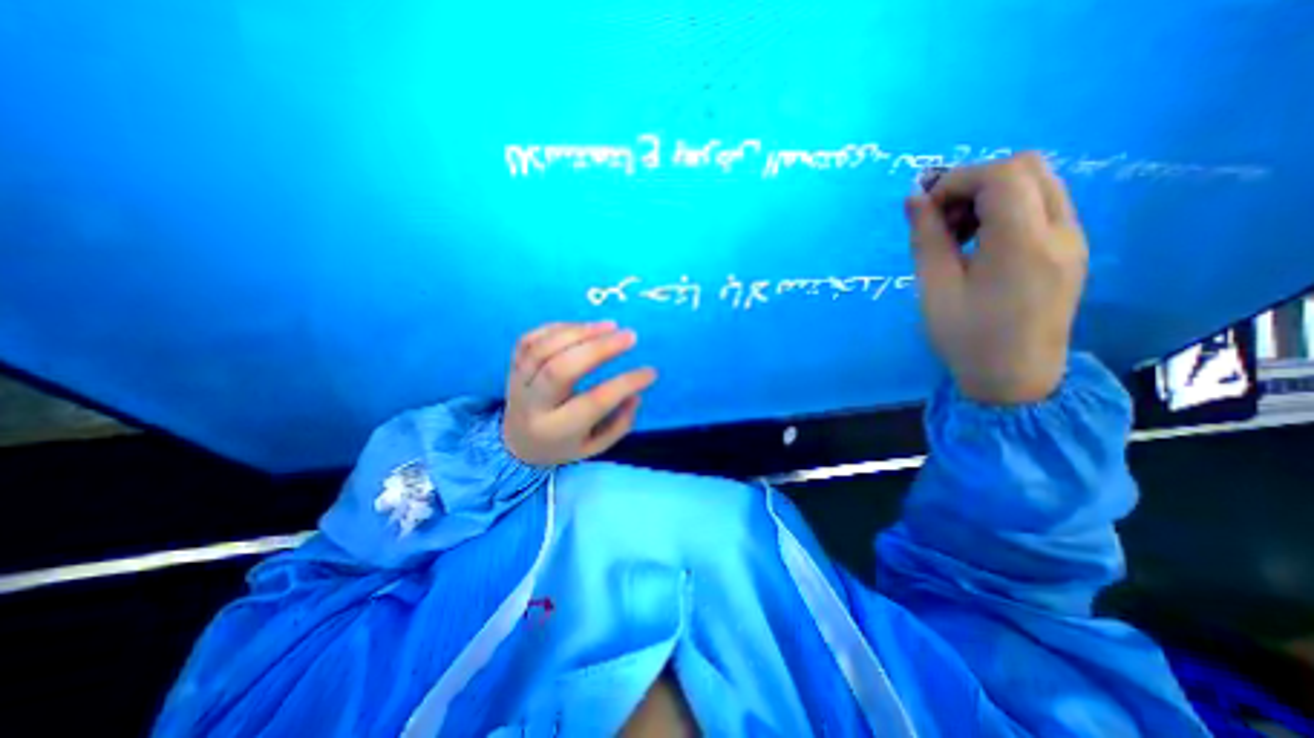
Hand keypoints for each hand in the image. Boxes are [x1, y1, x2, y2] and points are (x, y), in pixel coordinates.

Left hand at [505, 319, 657, 463]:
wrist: (516, 444)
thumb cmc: (563, 445)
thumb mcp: (595, 447)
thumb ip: (618, 424)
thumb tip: (635, 393)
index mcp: (557, 430)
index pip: (594, 402)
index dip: (625, 384)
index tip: (651, 372)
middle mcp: (533, 405)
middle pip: (561, 369)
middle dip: (599, 348)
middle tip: (630, 336)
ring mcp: (519, 382)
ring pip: (543, 349)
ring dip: (580, 332)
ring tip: (611, 326)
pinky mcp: (513, 365)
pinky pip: (530, 339)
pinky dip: (558, 328)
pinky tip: (584, 327)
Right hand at [906, 151, 1088, 402]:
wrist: (1015, 377)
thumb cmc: (966, 337)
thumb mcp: (934, 289)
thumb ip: (925, 238)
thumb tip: (914, 198)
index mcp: (1023, 243)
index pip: (1000, 175)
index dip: (955, 181)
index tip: (925, 211)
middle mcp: (1061, 230)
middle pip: (1026, 166)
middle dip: (973, 182)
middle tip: (941, 219)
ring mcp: (1073, 238)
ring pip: (1037, 182)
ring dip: (990, 194)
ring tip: (958, 233)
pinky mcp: (1071, 249)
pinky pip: (1043, 204)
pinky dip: (1007, 209)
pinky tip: (981, 243)